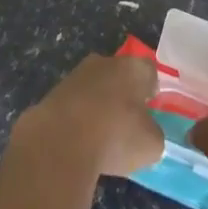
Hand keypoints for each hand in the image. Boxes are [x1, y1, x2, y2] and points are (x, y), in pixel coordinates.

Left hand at [13, 54, 164, 178]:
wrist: (59, 141)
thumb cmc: (115, 137)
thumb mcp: (150, 145)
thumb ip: (153, 135)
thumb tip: (147, 134)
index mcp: (133, 68)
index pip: (149, 71)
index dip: (151, 89)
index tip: (150, 109)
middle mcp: (105, 63)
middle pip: (119, 74)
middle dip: (122, 94)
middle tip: (125, 122)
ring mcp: (76, 76)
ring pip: (94, 88)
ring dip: (98, 106)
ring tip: (99, 137)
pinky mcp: (53, 93)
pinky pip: (74, 104)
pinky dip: (77, 119)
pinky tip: (77, 143)